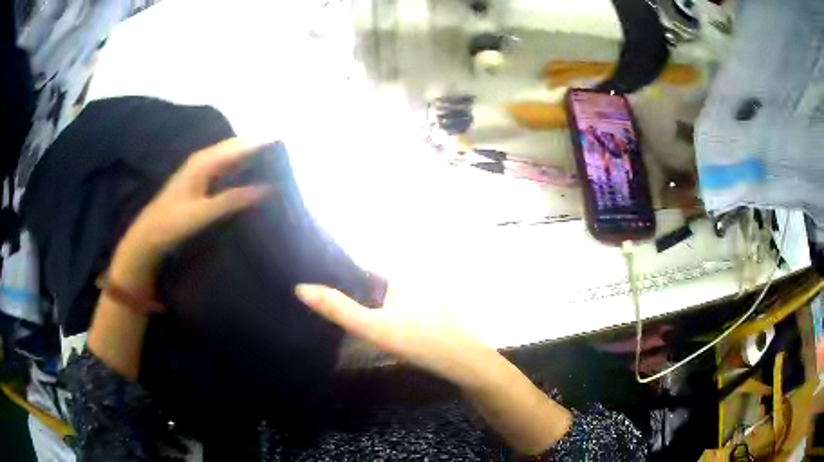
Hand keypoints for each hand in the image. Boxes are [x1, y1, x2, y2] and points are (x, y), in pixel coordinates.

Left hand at [111, 138, 268, 292]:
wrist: (148, 238)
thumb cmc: (172, 223)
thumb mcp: (204, 212)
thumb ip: (234, 199)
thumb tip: (268, 188)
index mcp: (203, 162)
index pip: (237, 146)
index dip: (259, 145)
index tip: (284, 149)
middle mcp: (202, 161)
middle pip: (234, 150)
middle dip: (256, 152)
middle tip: (282, 163)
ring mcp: (199, 172)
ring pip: (229, 161)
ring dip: (248, 163)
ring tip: (271, 171)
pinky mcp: (197, 184)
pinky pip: (223, 172)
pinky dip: (237, 174)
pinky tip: (248, 184)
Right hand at [295, 284, 502, 389]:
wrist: (467, 364)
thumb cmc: (421, 341)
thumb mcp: (375, 327)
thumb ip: (339, 310)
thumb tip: (300, 288)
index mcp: (397, 280)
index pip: (360, 270)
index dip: (338, 275)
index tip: (315, 284)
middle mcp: (410, 285)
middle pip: (372, 286)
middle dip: (351, 292)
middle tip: (323, 304)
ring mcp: (422, 303)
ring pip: (386, 301)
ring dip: (367, 306)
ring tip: (341, 317)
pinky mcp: (430, 321)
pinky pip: (399, 316)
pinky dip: (385, 320)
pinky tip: (378, 334)